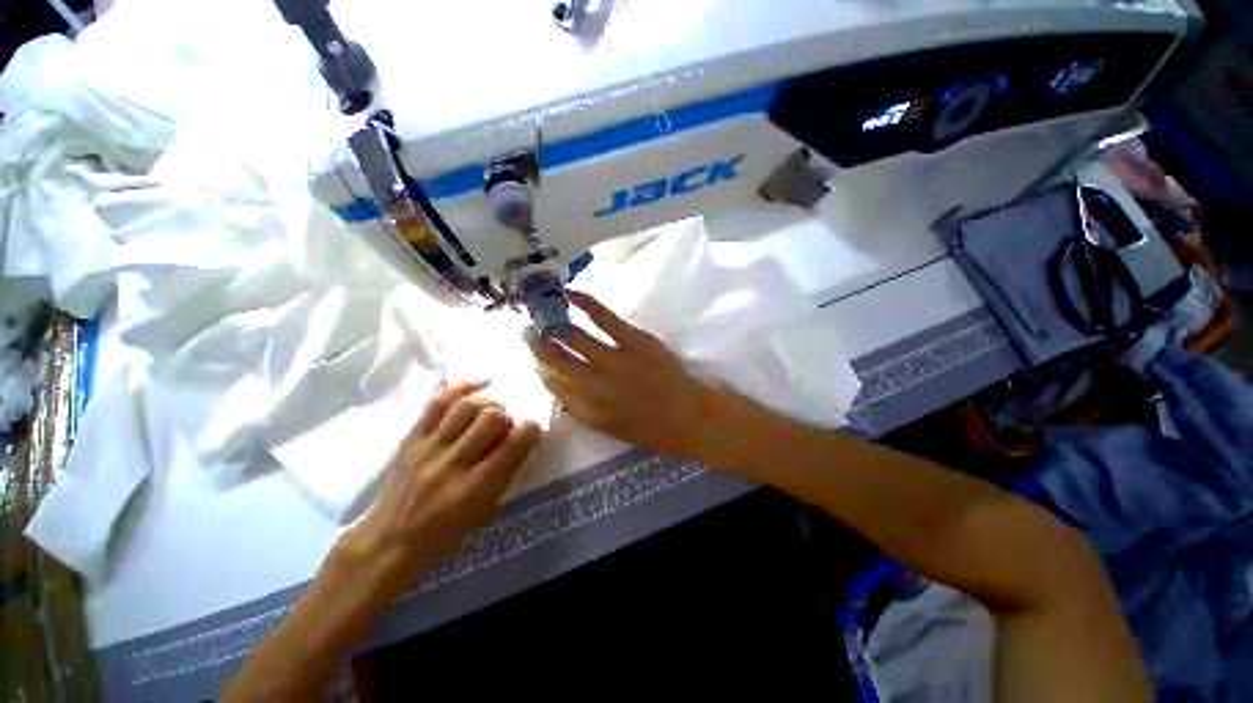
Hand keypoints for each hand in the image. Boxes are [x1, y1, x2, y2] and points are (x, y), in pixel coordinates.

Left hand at [340, 382, 541, 593]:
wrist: (389, 540)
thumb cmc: (446, 532)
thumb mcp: (485, 510)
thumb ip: (507, 471)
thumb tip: (526, 439)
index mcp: (474, 488)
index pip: (513, 445)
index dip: (531, 430)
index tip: (534, 428)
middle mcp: (452, 464)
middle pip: (491, 419)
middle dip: (507, 418)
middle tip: (506, 427)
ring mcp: (428, 448)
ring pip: (466, 407)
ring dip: (487, 404)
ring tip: (491, 412)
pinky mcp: (411, 438)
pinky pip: (437, 402)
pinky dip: (461, 388)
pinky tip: (479, 384)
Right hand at [525, 290, 742, 462]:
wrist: (691, 419)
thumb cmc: (654, 430)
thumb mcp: (612, 428)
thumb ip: (586, 410)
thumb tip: (567, 389)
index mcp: (586, 411)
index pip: (553, 386)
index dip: (542, 370)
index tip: (537, 360)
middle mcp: (592, 386)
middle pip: (555, 360)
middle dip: (537, 345)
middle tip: (527, 332)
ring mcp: (613, 361)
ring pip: (572, 338)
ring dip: (553, 325)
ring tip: (542, 316)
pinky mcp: (634, 342)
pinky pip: (603, 318)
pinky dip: (584, 303)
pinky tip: (570, 293)